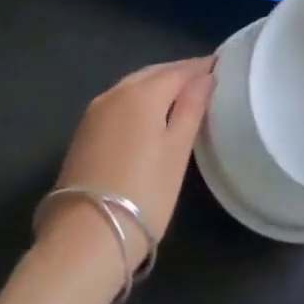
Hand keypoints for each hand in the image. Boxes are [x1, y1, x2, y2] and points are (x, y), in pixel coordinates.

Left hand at [37, 57, 215, 274]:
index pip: (178, 71)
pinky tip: (149, 111)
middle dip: (178, 72)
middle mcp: (116, 92)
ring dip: (157, 83)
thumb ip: (191, 109)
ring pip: (133, 84)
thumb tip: (206, 77)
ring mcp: (95, 111)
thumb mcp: (176, 153)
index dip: (200, 68)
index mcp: (142, 93)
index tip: (220, 65)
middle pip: (153, 73)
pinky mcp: (84, 130)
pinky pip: (119, 100)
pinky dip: (138, 97)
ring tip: (180, 93)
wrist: (84, 239)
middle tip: (203, 77)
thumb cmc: (143, 195)